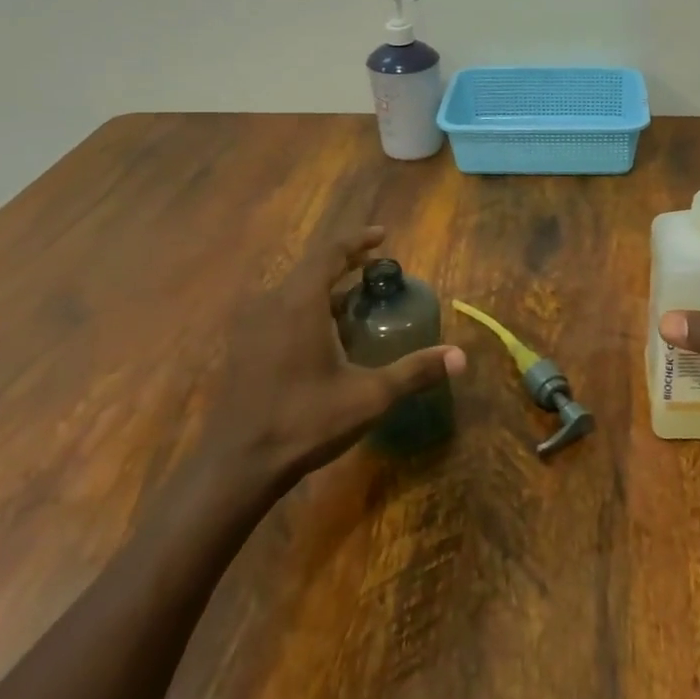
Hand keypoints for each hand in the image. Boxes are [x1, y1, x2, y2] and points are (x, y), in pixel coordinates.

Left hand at [225, 225, 464, 480]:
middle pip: (311, 268)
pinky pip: (279, 310)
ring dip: (325, 288)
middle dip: (344, 263)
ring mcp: (252, 325)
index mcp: (300, 303)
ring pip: (293, 291)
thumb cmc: (305, 421)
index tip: (383, 236)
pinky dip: (307, 308)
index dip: (358, 240)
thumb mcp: (369, 397)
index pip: (330, 253)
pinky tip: (324, 335)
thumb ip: (414, 372)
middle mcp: (272, 303)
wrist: (238, 462)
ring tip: (356, 301)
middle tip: (376, 269)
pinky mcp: (243, 347)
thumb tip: (461, 356)